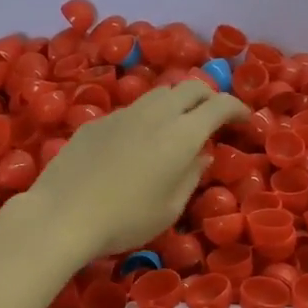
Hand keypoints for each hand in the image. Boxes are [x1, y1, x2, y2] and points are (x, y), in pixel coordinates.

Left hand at [22, 79, 248, 261]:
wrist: (62, 215)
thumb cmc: (125, 220)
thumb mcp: (170, 208)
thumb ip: (192, 175)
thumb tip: (202, 154)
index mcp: (181, 134)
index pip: (219, 105)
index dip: (237, 108)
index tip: (245, 119)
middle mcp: (155, 114)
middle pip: (190, 87)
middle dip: (208, 97)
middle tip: (213, 119)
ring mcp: (123, 113)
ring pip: (159, 93)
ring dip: (176, 103)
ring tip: (176, 127)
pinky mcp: (97, 121)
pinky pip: (132, 110)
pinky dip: (146, 118)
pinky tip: (136, 144)